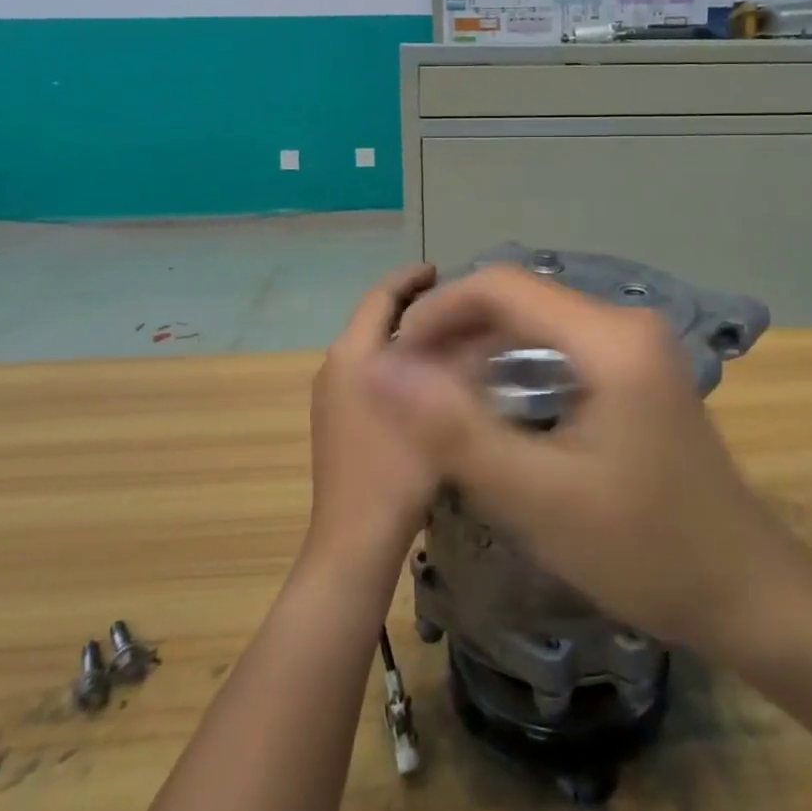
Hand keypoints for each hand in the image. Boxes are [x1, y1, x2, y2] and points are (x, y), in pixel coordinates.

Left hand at [305, 263, 439, 566]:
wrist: (354, 541)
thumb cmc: (398, 471)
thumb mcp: (440, 410)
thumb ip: (460, 362)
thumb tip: (481, 327)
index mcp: (353, 354)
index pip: (381, 296)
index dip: (411, 277)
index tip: (440, 269)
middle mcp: (334, 365)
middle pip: (374, 319)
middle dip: (410, 304)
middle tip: (454, 302)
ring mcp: (330, 395)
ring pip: (370, 346)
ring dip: (403, 334)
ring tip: (448, 334)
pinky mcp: (334, 420)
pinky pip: (367, 371)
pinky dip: (395, 360)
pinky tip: (427, 378)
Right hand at [364, 265, 806, 656]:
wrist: (745, 590)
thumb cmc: (644, 550)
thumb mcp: (538, 498)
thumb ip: (455, 431)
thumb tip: (383, 369)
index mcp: (609, 337)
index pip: (501, 285)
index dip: (438, 311)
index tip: (396, 359)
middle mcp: (625, 321)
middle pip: (520, 299)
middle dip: (456, 330)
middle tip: (408, 384)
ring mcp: (636, 343)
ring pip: (538, 321)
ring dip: (482, 347)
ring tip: (434, 393)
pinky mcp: (636, 368)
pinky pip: (560, 345)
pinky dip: (515, 364)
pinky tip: (489, 404)